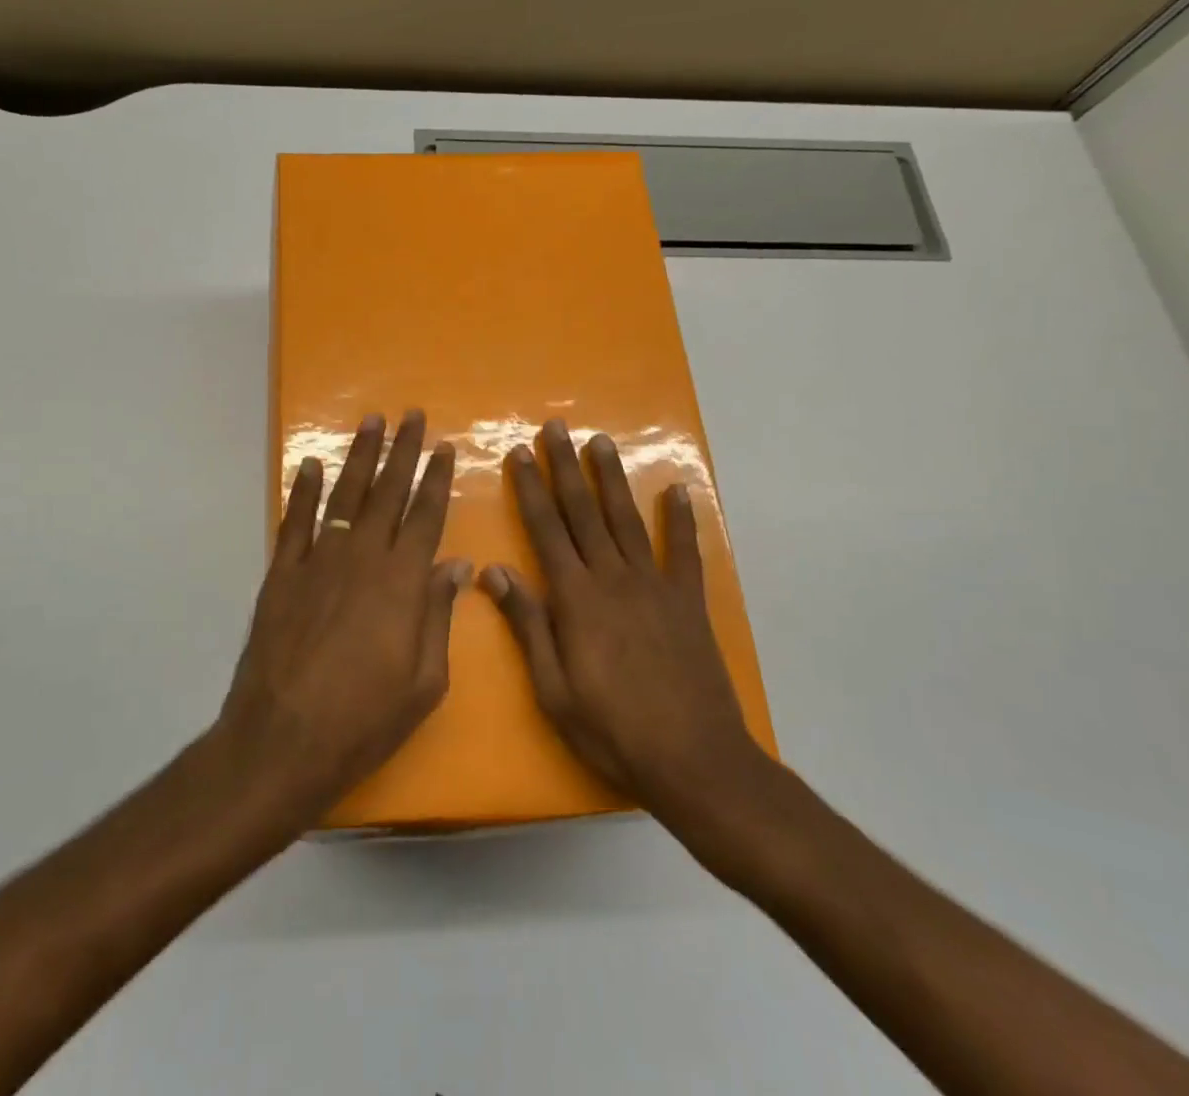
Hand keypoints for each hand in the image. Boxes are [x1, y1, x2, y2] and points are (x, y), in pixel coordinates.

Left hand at [217, 410, 469, 821]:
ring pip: (345, 495)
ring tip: (371, 422)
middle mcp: (362, 558)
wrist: (283, 740)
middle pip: (387, 492)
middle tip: (411, 415)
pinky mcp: (283, 573)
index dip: (436, 479)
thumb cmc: (364, 720)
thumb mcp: (424, 682)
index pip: (425, 516)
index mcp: (402, 582)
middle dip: (402, 450)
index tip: (444, 447)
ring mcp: (318, 561)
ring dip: (359, 456)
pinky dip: (304, 490)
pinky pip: (296, 521)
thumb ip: (438, 616)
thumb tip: (455, 565)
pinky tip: (313, 465)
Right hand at [481, 421, 772, 824]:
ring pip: (627, 520)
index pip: (545, 529)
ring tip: (600, 442)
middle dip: (566, 467)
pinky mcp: (688, 602)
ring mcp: (655, 586)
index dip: (530, 488)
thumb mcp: (553, 688)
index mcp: (575, 598)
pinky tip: (678, 490)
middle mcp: (613, 578)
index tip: (520, 452)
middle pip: (583, 512)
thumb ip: (527, 624)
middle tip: (556, 427)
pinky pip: (684, 552)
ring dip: (612, 478)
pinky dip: (682, 519)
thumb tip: (493, 571)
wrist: (694, 761)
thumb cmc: (612, 730)